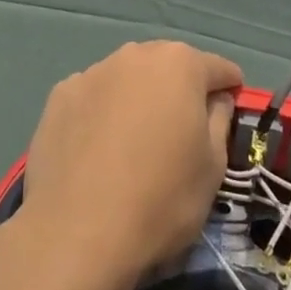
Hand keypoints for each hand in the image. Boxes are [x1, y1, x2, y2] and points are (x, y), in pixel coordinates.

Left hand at [19, 41, 241, 285]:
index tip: (231, 110)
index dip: (229, 89)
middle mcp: (135, 55)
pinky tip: (98, 149)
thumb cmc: (161, 199)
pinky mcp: (59, 96)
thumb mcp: (213, 166)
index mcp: (180, 64)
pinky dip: (102, 113)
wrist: (76, 234)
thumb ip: (219, 120)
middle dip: (180, 89)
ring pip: (128, 79)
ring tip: (135, 141)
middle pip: (169, 66)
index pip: (218, 68)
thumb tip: (216, 99)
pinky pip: (93, 97)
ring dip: (138, 98)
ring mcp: (92, 72)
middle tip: (182, 129)